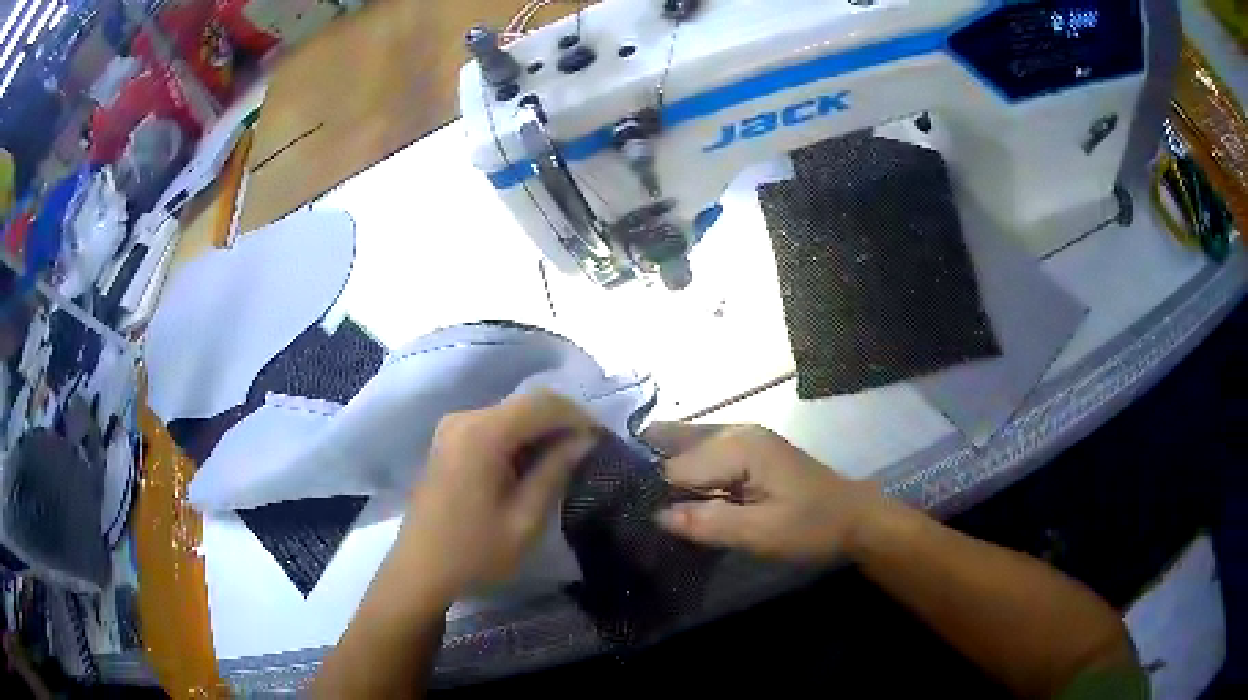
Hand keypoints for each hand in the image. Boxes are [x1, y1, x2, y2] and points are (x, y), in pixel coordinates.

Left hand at [395, 392, 598, 601]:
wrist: (420, 570)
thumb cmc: (474, 552)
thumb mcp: (525, 520)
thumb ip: (556, 472)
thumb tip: (585, 440)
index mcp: (482, 434)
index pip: (542, 403)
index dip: (578, 415)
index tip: (603, 440)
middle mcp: (464, 418)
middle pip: (525, 404)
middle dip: (561, 422)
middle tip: (589, 451)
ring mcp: (451, 428)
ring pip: (510, 414)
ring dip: (540, 431)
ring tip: (566, 460)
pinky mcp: (448, 441)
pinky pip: (493, 427)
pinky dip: (519, 438)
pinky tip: (532, 465)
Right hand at [648, 424, 885, 562]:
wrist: (855, 518)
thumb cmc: (812, 526)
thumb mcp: (761, 533)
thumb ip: (708, 522)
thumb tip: (656, 515)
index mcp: (739, 446)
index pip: (675, 467)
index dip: (656, 494)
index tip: (638, 520)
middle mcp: (736, 432)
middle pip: (675, 446)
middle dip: (652, 473)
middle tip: (634, 506)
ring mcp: (743, 438)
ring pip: (687, 446)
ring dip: (667, 471)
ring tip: (645, 501)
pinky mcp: (748, 451)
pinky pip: (704, 455)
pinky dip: (687, 472)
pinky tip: (675, 495)